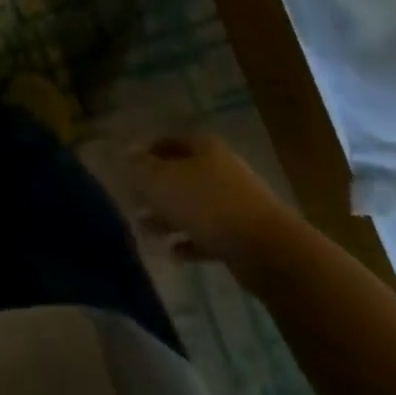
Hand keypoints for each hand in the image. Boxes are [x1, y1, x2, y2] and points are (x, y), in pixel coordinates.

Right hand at [128, 133, 305, 285]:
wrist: (269, 251)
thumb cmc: (208, 204)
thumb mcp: (162, 181)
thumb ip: (141, 167)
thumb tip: (126, 152)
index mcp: (204, 148)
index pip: (168, 141)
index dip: (146, 152)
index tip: (127, 169)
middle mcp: (222, 169)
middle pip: (181, 174)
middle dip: (156, 189)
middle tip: (133, 202)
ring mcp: (236, 203)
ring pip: (194, 205)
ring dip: (169, 217)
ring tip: (146, 231)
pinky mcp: (245, 235)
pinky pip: (210, 233)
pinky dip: (190, 240)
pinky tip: (173, 253)